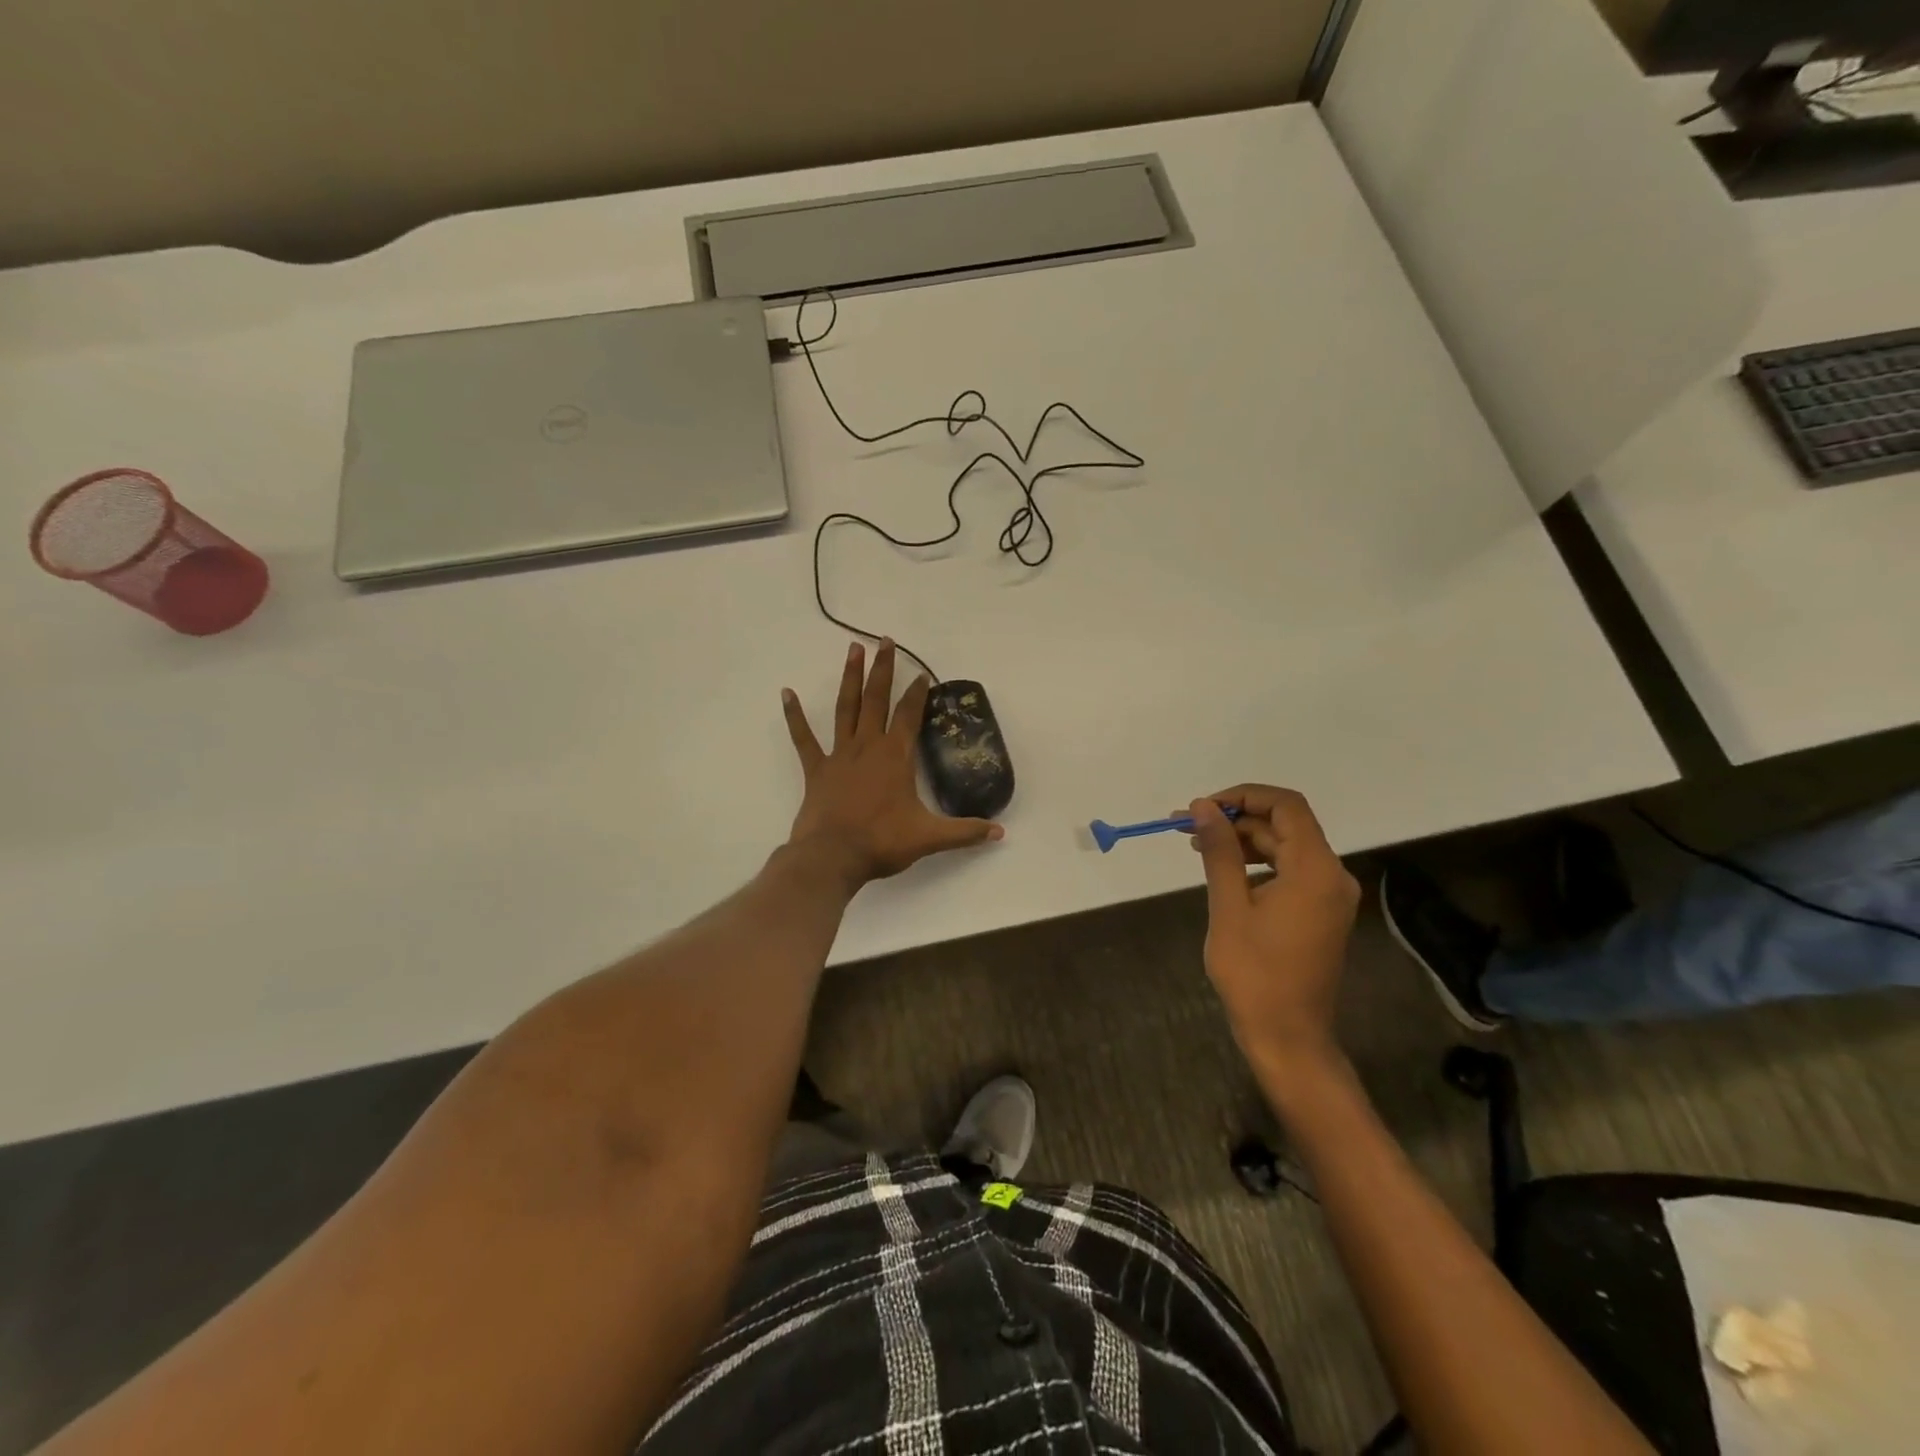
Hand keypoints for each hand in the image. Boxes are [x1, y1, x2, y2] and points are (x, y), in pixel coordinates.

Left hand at [782, 640, 1003, 887]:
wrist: (832, 857)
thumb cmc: (882, 842)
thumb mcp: (929, 837)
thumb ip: (965, 832)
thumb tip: (1000, 834)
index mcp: (895, 756)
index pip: (909, 715)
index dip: (918, 694)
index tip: (923, 675)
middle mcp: (867, 746)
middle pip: (877, 699)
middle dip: (883, 669)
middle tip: (885, 640)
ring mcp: (839, 755)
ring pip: (846, 708)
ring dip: (850, 678)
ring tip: (852, 649)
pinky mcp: (816, 769)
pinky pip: (803, 738)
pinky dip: (795, 715)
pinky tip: (787, 693)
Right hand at [1187, 785, 1359, 1069]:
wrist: (1288, 1036)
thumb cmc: (1254, 973)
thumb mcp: (1229, 907)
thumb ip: (1220, 851)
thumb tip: (1203, 807)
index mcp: (1315, 870)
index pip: (1286, 806)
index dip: (1243, 796)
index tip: (1202, 808)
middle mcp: (1332, 875)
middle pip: (1285, 825)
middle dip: (1235, 820)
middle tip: (1186, 827)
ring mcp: (1329, 896)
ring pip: (1286, 847)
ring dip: (1243, 841)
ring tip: (1198, 847)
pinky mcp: (1321, 912)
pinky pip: (1290, 870)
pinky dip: (1257, 863)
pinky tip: (1225, 872)